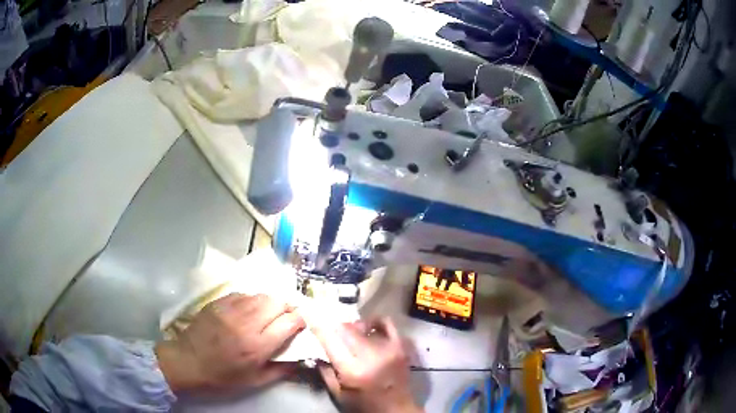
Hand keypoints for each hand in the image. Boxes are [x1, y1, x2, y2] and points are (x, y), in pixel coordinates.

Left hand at [155, 293, 305, 394]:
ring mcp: (231, 309)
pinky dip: (252, 301)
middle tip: (285, 318)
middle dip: (287, 308)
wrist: (188, 361)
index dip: (300, 321)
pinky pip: (244, 294)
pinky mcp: (218, 302)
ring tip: (267, 314)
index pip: (290, 321)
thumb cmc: (223, 376)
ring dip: (270, 303)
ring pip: (261, 295)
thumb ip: (282, 370)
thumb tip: (302, 358)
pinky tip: (248, 311)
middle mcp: (247, 323)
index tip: (299, 327)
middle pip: (278, 302)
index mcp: (257, 345)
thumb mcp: (256, 381)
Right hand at [313, 318, 422, 412]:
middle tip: (328, 327)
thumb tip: (315, 350)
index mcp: (352, 370)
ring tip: (348, 334)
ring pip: (363, 325)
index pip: (330, 340)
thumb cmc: (364, 405)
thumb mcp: (338, 393)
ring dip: (351, 327)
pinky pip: (386, 324)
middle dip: (334, 326)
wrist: (396, 410)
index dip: (318, 325)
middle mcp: (370, 355)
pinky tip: (368, 328)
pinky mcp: (400, 346)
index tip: (308, 313)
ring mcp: (388, 348)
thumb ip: (325, 371)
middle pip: (346, 329)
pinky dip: (374, 322)